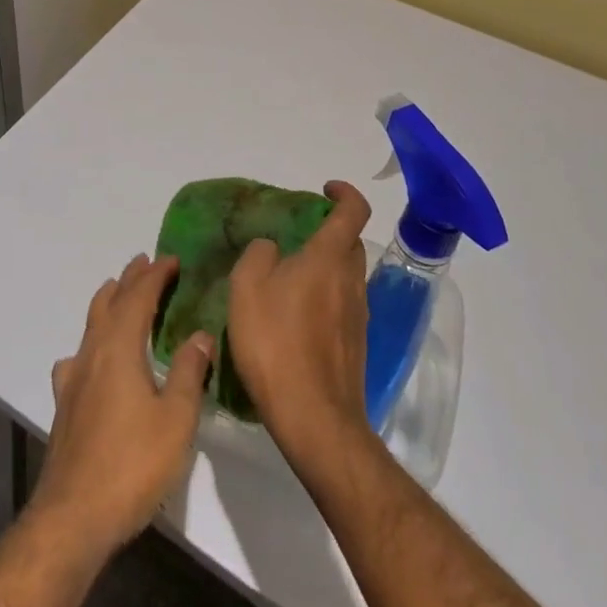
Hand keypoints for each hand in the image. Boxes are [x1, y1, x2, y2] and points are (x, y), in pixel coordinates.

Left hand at [32, 253, 213, 555]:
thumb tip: (201, 334)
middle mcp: (92, 353)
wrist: (74, 515)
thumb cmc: (132, 465)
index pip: (138, 297)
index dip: (155, 275)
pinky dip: (91, 341)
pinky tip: (92, 359)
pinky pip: (78, 356)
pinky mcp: (65, 403)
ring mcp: (74, 378)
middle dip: (129, 280)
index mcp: (120, 348)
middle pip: (110, 303)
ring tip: (119, 292)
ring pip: (90, 325)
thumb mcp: (176, 419)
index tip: (172, 259)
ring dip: (108, 303)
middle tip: (144, 262)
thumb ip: (189, 372)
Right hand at [227, 181, 373, 458]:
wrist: (313, 418)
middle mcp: (352, 281)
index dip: (344, 193)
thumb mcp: (247, 287)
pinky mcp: (355, 346)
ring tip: (287, 280)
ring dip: (325, 268)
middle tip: (295, 238)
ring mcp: (359, 316)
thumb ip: (259, 255)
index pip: (353, 211)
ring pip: (346, 276)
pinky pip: (342, 306)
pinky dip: (323, 299)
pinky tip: (293, 320)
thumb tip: (273, 249)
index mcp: (329, 258)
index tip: (324, 189)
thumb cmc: (276, 343)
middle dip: (329, 232)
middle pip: (350, 244)